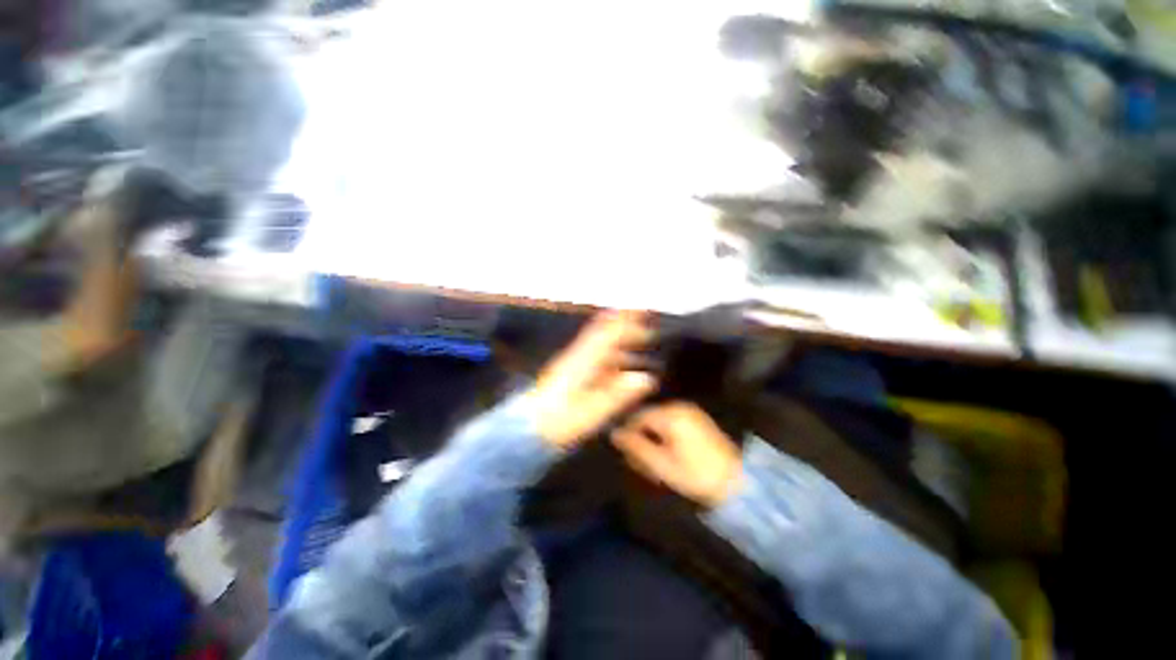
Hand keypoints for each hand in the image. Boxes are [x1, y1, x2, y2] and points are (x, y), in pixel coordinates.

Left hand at [531, 310, 657, 448]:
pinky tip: (620, 369)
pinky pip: (595, 359)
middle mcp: (579, 357)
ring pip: (600, 346)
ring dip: (620, 343)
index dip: (625, 319)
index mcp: (583, 361)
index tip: (641, 308)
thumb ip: (618, 394)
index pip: (608, 332)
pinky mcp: (569, 375)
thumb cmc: (559, 420)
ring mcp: (573, 364)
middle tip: (647, 331)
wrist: (527, 429)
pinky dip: (611, 358)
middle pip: (604, 334)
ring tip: (639, 348)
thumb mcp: (591, 411)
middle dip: (625, 329)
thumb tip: (645, 378)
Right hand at [612, 402, 741, 507]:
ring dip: (652, 437)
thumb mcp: (661, 464)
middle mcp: (679, 406)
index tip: (625, 451)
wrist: (737, 482)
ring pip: (659, 420)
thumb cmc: (696, 474)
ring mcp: (690, 411)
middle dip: (641, 436)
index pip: (638, 416)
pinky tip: (667, 453)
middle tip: (638, 460)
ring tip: (652, 459)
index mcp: (670, 414)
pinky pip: (672, 422)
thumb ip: (636, 447)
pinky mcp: (697, 419)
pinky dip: (665, 435)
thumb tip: (615, 434)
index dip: (628, 432)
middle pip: (648, 417)